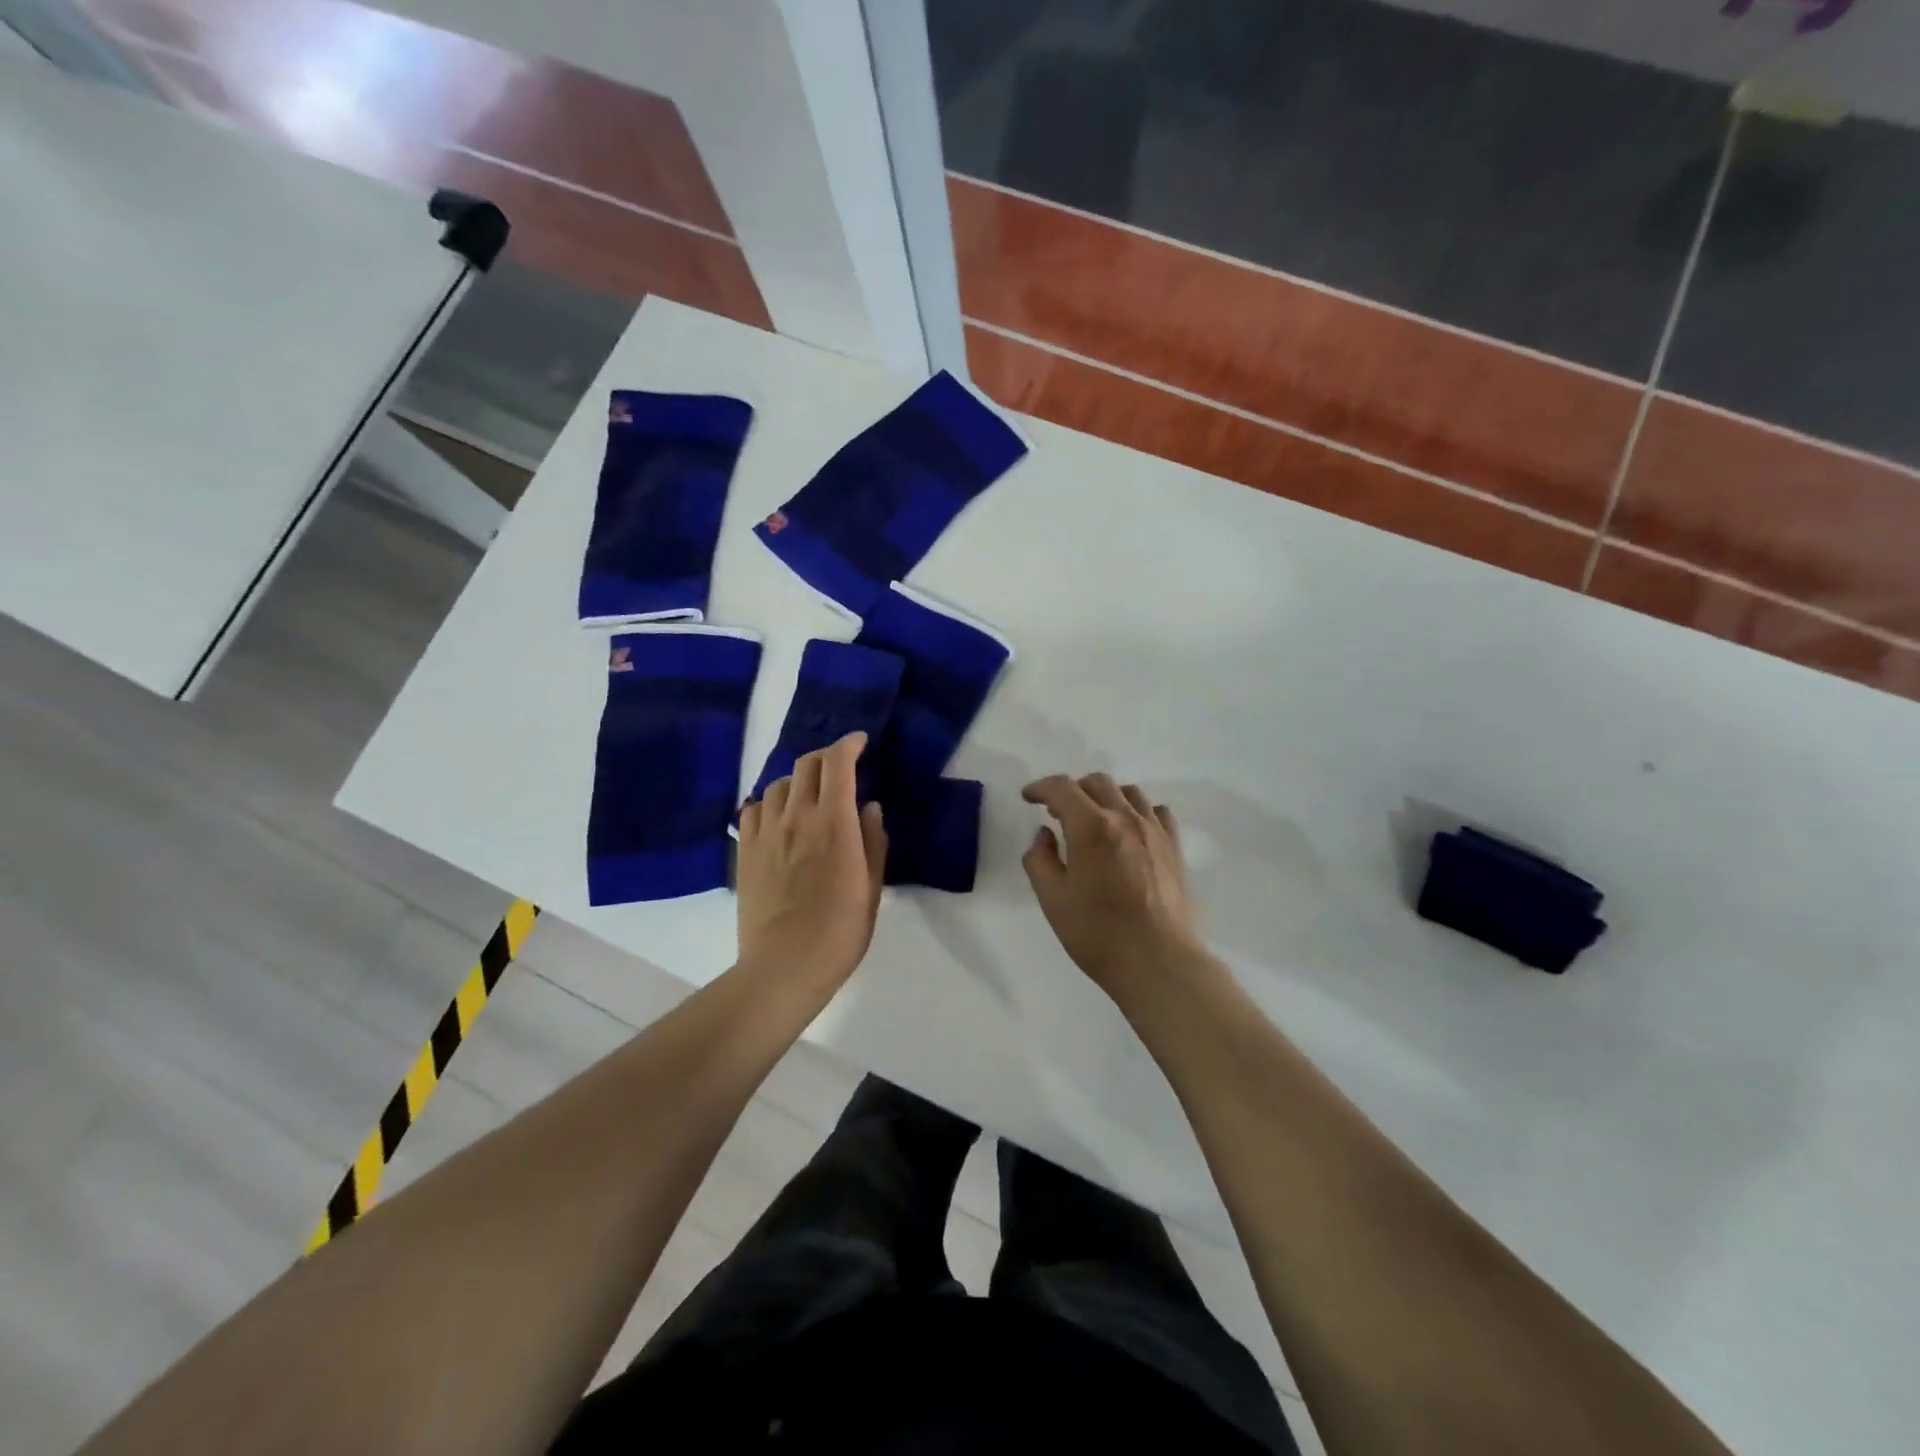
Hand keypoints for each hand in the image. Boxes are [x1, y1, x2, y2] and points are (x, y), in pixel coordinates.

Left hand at [737, 732, 887, 992]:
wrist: (783, 967)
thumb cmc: (840, 931)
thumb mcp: (871, 888)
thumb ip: (873, 842)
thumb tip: (870, 807)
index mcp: (834, 824)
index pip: (838, 764)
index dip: (850, 745)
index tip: (861, 742)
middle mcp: (797, 817)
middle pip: (806, 764)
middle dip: (826, 756)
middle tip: (840, 767)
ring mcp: (766, 832)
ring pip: (779, 783)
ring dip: (799, 779)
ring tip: (810, 795)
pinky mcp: (745, 850)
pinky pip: (754, 809)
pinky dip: (770, 803)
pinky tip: (779, 818)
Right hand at [1021, 774, 1215, 1003]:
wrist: (1159, 962)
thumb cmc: (1098, 934)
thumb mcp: (1053, 900)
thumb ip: (1040, 860)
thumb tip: (1044, 835)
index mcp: (1091, 827)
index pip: (1062, 788)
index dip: (1041, 788)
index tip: (1029, 798)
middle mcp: (1125, 818)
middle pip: (1096, 782)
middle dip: (1072, 790)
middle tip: (1058, 812)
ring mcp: (1154, 831)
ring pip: (1128, 792)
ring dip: (1105, 796)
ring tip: (1094, 819)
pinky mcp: (1174, 847)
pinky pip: (1156, 811)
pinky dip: (1137, 811)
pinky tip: (1130, 830)